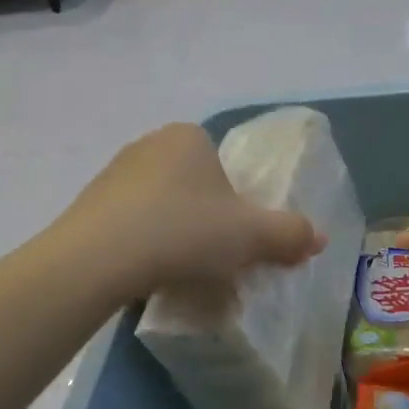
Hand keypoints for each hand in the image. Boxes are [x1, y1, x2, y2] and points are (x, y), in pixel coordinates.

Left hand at [58, 125, 325, 297]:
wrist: (98, 258)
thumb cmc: (184, 231)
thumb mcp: (249, 236)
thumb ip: (288, 234)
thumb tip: (320, 237)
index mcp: (189, 136)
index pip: (222, 165)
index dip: (233, 202)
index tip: (231, 238)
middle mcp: (149, 143)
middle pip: (191, 184)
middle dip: (202, 217)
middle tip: (208, 256)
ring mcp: (113, 171)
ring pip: (158, 202)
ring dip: (169, 230)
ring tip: (175, 269)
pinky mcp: (88, 202)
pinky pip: (127, 220)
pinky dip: (139, 242)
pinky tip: (143, 271)